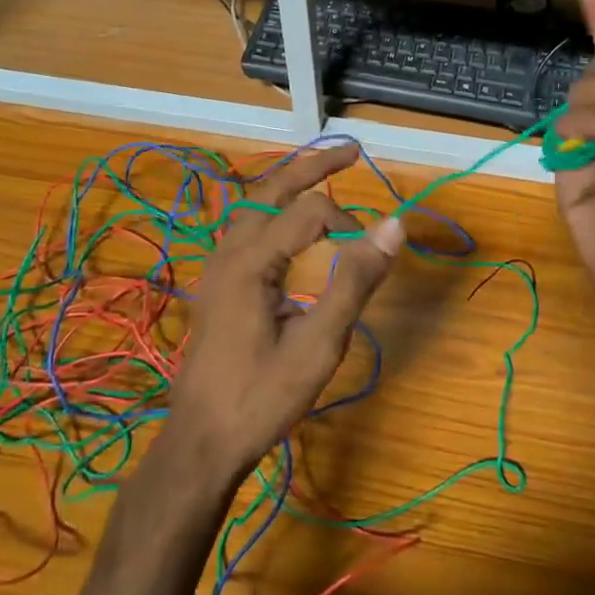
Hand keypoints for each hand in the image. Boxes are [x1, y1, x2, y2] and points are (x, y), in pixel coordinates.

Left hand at [163, 143, 403, 484]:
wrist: (201, 442)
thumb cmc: (261, 398)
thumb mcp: (318, 345)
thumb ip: (354, 282)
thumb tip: (393, 226)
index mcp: (250, 261)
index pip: (310, 213)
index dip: (348, 225)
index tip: (371, 256)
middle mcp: (228, 251)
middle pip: (271, 188)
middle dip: (313, 165)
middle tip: (353, 152)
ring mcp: (217, 266)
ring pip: (253, 204)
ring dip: (290, 183)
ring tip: (323, 172)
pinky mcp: (218, 282)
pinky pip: (246, 225)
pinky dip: (274, 207)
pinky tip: (290, 221)